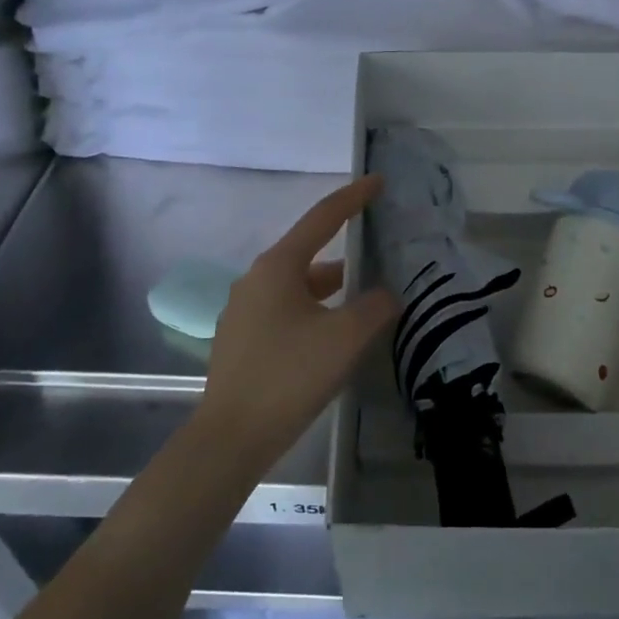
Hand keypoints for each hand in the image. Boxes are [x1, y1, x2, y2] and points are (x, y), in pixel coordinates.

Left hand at [195, 176, 398, 474]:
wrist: (231, 437)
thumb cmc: (290, 376)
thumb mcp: (345, 338)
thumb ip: (375, 307)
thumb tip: (386, 294)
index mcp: (278, 267)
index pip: (322, 218)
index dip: (353, 197)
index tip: (378, 181)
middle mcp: (256, 279)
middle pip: (309, 253)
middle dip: (346, 251)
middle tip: (380, 252)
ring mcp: (244, 310)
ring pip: (298, 286)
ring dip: (331, 288)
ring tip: (366, 300)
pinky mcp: (242, 339)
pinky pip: (286, 311)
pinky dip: (314, 311)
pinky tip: (333, 335)